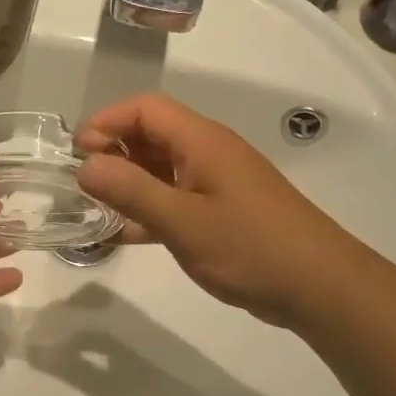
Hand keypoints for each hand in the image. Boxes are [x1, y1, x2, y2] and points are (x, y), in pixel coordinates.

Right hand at [75, 94, 346, 326]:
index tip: (76, 154)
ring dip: (127, 183)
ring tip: (93, 209)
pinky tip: (123, 234)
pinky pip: (174, 198)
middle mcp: (208, 153)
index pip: (146, 109)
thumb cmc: (250, 247)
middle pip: (151, 135)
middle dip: (112, 153)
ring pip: (160, 169)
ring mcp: (216, 184)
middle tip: (81, 186)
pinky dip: (147, 209)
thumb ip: (131, 191)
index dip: (107, 122)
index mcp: (202, 141)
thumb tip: (84, 165)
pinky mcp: (220, 212)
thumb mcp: (182, 221)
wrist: (319, 287)